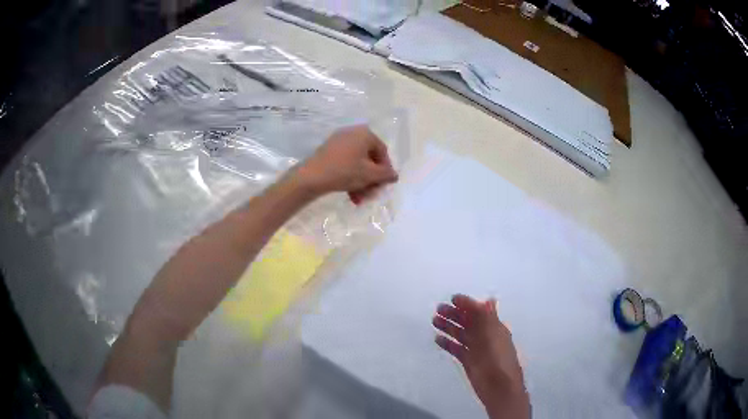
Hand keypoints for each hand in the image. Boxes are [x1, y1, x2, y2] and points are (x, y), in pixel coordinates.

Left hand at [296, 125, 397, 202]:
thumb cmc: (345, 171)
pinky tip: (350, 195)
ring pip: (357, 164)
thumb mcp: (370, 174)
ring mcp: (339, 141)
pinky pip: (345, 163)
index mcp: (365, 134)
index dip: (385, 170)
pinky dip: (350, 178)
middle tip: (371, 195)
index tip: (384, 185)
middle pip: (369, 159)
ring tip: (359, 199)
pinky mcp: (328, 151)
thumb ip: (386, 174)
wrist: (311, 176)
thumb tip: (395, 175)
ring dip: (361, 182)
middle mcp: (353, 133)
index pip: (382, 152)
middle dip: (371, 179)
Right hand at [433, 295, 529, 418]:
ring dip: (448, 326)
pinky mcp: (468, 360)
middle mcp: (485, 336)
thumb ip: (488, 317)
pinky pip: (456, 348)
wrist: (498, 387)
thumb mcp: (494, 334)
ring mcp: (476, 349)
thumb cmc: (498, 358)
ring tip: (434, 320)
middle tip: (438, 309)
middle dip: (454, 314)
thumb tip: (489, 298)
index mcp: (494, 327)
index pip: (479, 311)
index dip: (467, 304)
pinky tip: (437, 338)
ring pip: (460, 334)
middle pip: (468, 322)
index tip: (452, 299)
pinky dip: (447, 343)